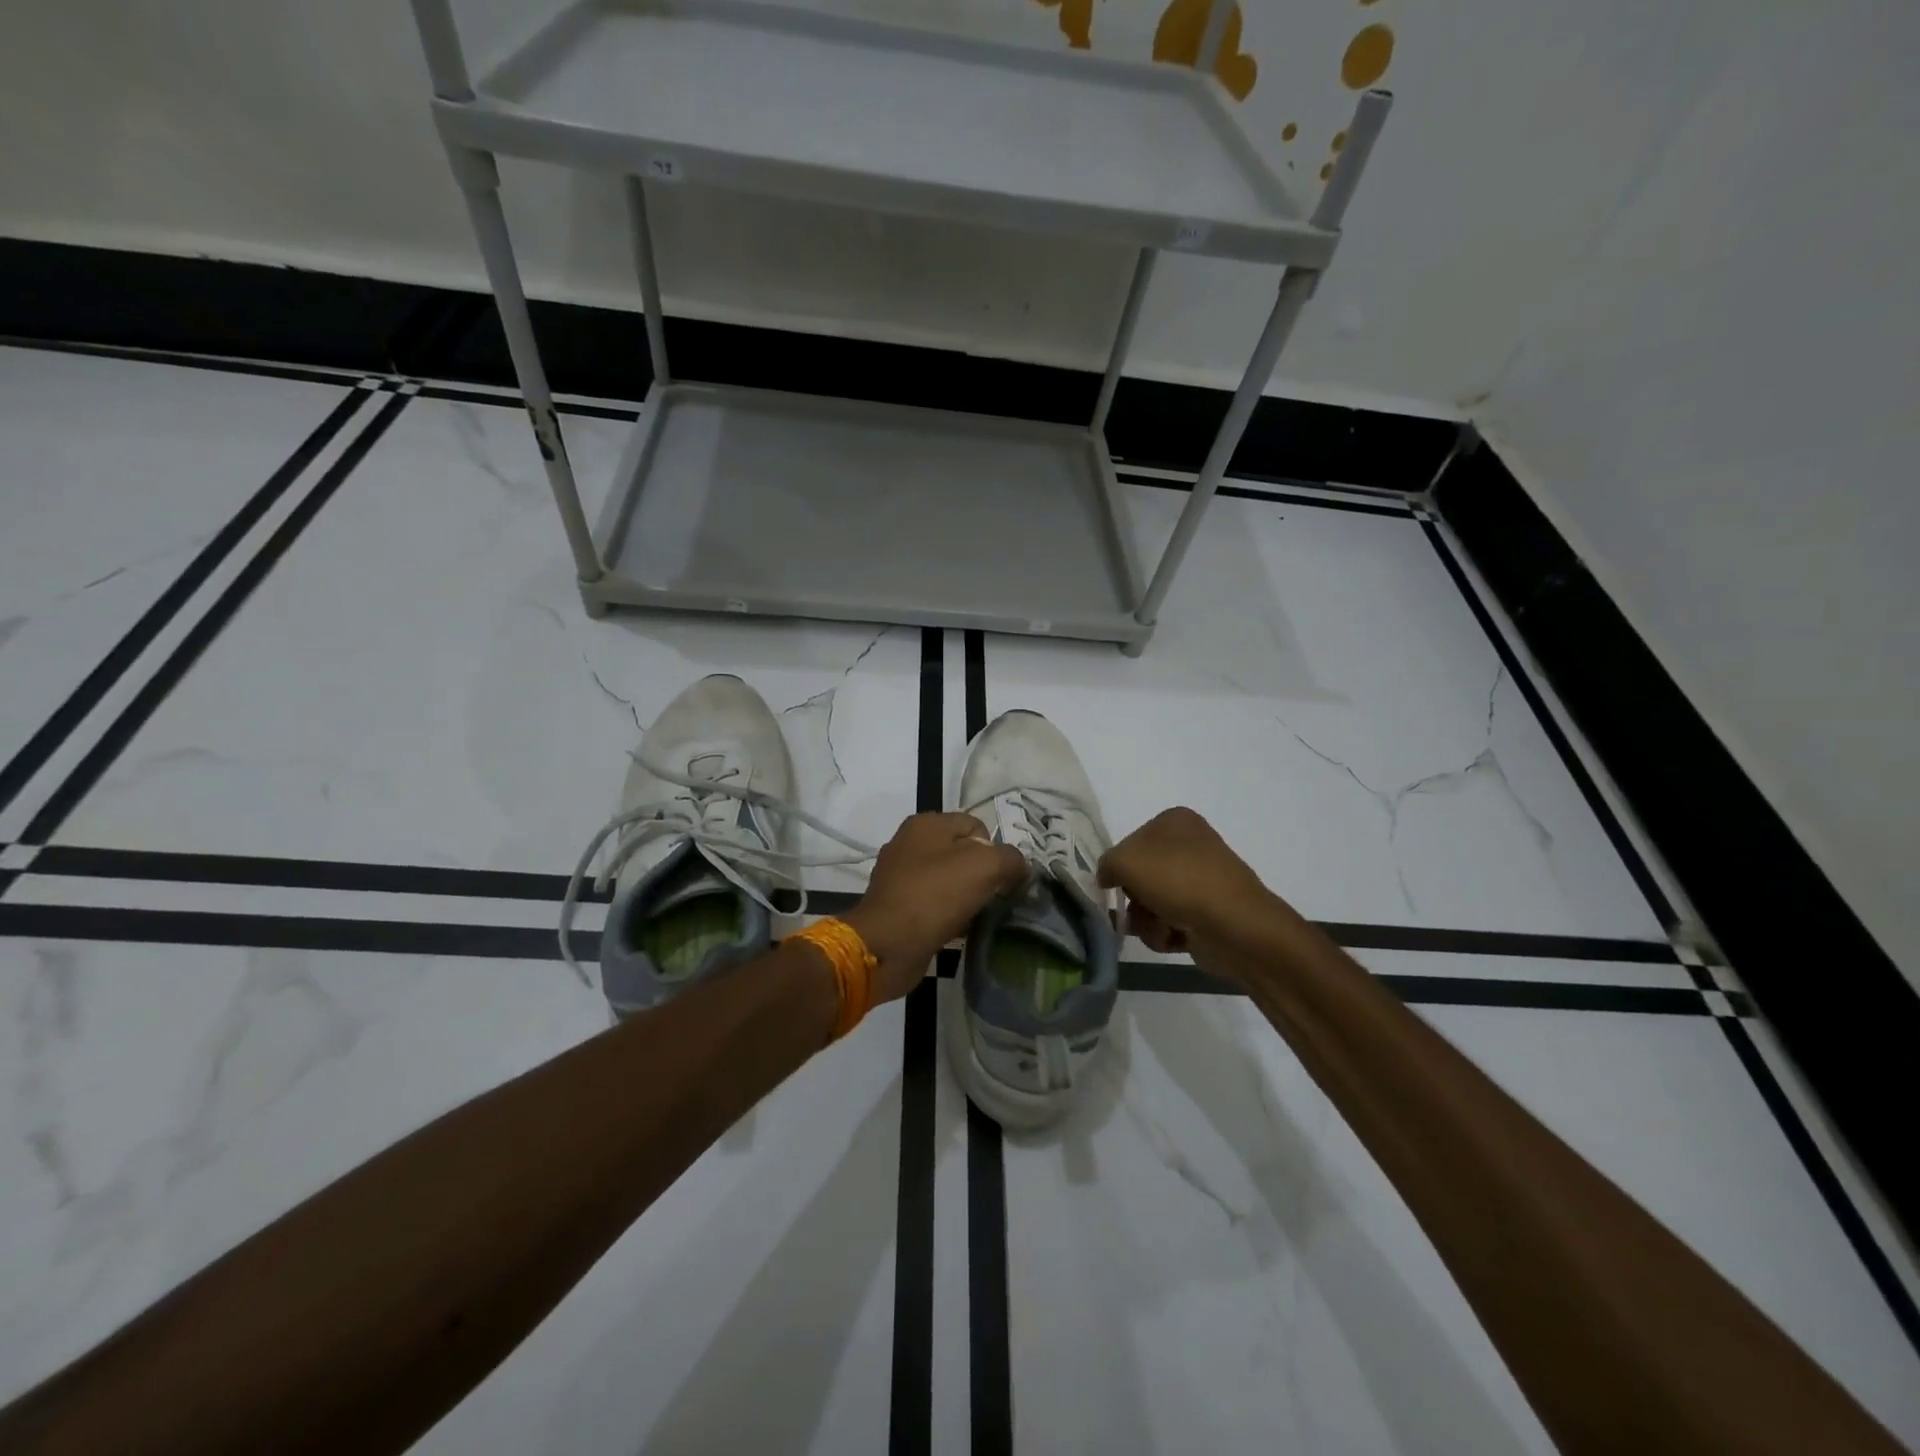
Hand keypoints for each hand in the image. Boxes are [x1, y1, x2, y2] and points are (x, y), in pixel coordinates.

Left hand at [843, 812, 1027, 1002]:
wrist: (887, 945)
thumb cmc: (934, 896)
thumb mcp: (984, 866)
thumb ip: (1010, 859)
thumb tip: (1019, 866)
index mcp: (925, 824)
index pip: (976, 826)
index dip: (996, 851)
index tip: (1002, 879)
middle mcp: (908, 843)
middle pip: (962, 853)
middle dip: (982, 875)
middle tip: (993, 898)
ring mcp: (899, 875)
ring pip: (948, 880)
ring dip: (966, 897)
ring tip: (977, 916)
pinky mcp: (896, 905)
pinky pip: (934, 903)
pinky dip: (948, 914)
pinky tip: (958, 929)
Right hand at [1096, 807, 1277, 958]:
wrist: (1236, 926)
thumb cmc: (1179, 881)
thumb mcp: (1126, 861)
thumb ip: (1106, 864)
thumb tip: (1108, 877)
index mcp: (1174, 821)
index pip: (1129, 843)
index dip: (1120, 868)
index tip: (1117, 885)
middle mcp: (1190, 845)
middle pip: (1141, 876)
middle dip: (1135, 900)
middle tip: (1139, 910)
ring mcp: (1202, 879)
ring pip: (1153, 902)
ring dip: (1147, 921)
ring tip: (1160, 928)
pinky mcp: (1209, 911)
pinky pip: (1172, 921)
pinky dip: (1166, 933)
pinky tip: (1174, 938)